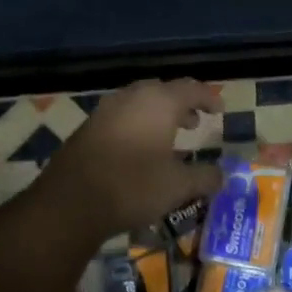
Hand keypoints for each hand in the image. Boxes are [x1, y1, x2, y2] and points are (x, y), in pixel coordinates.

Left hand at [37, 79, 223, 239]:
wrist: (70, 202)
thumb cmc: (133, 186)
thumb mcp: (178, 186)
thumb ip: (205, 177)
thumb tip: (221, 176)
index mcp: (159, 102)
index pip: (191, 89)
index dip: (208, 98)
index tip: (219, 110)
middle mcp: (131, 97)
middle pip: (162, 91)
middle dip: (181, 104)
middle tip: (194, 122)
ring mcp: (105, 111)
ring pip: (139, 104)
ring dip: (157, 116)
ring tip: (169, 137)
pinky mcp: (88, 128)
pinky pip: (121, 118)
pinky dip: (137, 126)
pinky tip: (140, 151)